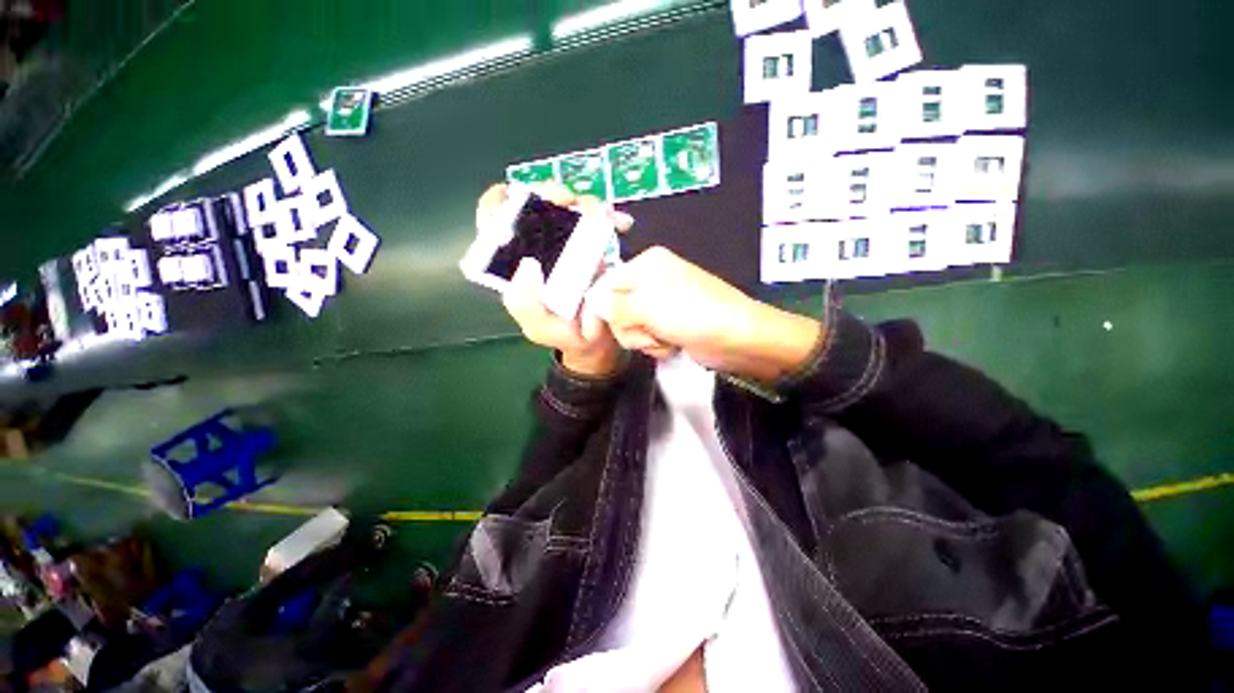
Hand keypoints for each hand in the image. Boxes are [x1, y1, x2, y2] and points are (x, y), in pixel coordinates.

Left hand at [478, 183, 632, 376]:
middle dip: (550, 194)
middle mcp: (538, 248)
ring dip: (584, 202)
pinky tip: (621, 223)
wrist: (597, 339)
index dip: (498, 205)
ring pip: (568, 208)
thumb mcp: (539, 326)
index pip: (494, 225)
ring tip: (602, 213)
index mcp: (514, 264)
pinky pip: (598, 222)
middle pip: (535, 207)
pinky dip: (610, 217)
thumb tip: (527, 266)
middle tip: (569, 201)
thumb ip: (526, 304)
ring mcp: (565, 244)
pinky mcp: (590, 245)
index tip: (516, 198)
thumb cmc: (562, 332)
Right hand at [606, 247, 822, 381]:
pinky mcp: (671, 323)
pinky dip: (657, 344)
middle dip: (629, 327)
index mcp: (645, 264)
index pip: (606, 284)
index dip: (596, 310)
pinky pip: (649, 336)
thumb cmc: (690, 314)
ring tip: (664, 339)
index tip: (589, 334)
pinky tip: (672, 345)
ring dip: (644, 339)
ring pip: (632, 326)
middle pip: (617, 309)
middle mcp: (652, 280)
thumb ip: (614, 306)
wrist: (737, 337)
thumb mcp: (646, 306)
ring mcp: (663, 303)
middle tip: (647, 332)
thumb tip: (593, 302)